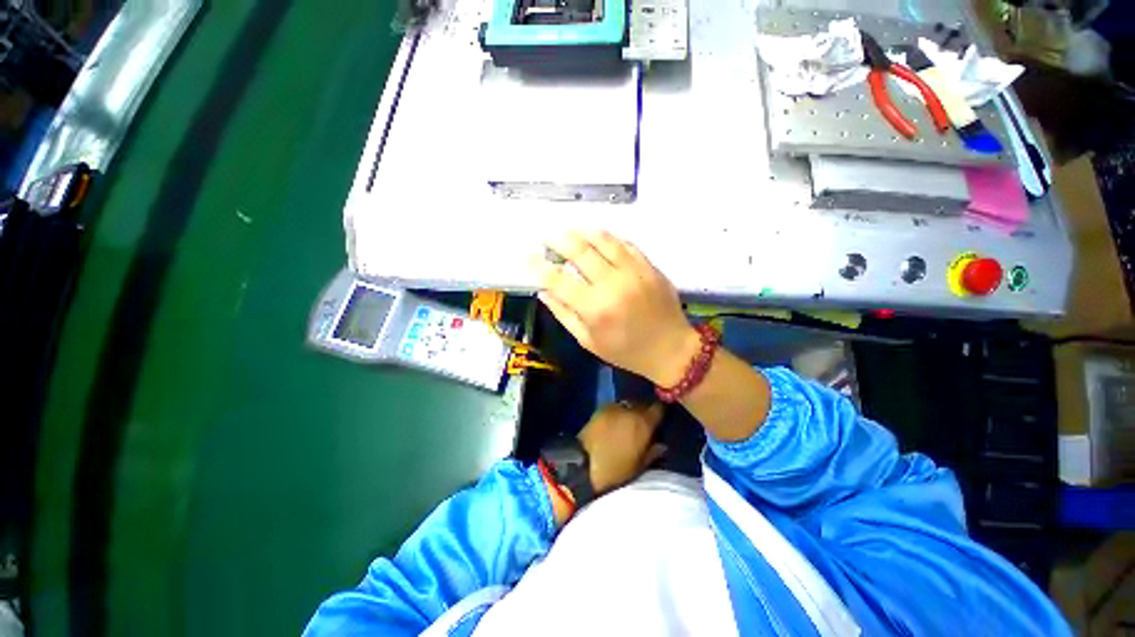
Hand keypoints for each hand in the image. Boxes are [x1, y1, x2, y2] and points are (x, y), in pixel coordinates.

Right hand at [536, 231, 699, 386]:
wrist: (670, 348)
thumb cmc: (626, 351)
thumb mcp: (588, 341)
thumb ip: (564, 314)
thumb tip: (543, 291)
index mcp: (595, 308)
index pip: (558, 279)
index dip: (538, 266)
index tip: (527, 259)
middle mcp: (612, 284)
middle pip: (579, 251)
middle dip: (557, 240)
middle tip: (546, 237)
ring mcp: (633, 271)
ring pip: (603, 239)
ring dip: (581, 232)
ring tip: (568, 231)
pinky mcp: (648, 266)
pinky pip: (624, 243)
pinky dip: (607, 237)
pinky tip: (596, 237)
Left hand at [577, 402, 665, 492]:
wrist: (583, 464)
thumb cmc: (615, 471)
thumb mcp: (639, 467)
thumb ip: (652, 453)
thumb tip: (662, 445)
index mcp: (643, 423)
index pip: (658, 409)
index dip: (661, 412)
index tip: (661, 419)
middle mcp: (630, 410)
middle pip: (642, 404)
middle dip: (645, 412)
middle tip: (645, 423)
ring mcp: (613, 407)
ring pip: (628, 405)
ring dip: (631, 411)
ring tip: (629, 423)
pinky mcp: (600, 408)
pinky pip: (615, 407)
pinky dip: (618, 412)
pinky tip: (616, 422)